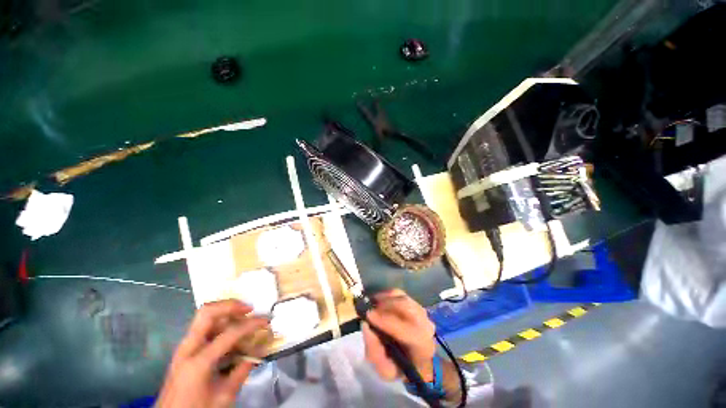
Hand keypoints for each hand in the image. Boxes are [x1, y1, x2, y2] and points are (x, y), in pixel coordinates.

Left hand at [158, 300, 269, 407]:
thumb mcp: (224, 397)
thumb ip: (242, 371)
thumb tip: (260, 351)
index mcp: (198, 362)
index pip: (230, 333)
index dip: (251, 324)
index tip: (266, 321)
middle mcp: (188, 349)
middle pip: (207, 312)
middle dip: (231, 305)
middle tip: (248, 309)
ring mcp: (183, 348)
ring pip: (204, 317)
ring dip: (225, 312)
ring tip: (242, 317)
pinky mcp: (184, 350)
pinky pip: (202, 328)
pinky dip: (219, 323)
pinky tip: (230, 332)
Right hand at [362, 289, 436, 381]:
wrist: (418, 360)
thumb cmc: (401, 367)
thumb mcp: (386, 371)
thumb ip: (375, 352)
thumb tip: (366, 326)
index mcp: (421, 346)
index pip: (404, 329)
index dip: (384, 320)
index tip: (367, 316)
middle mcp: (425, 325)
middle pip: (404, 307)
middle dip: (383, 306)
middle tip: (368, 310)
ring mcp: (422, 312)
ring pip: (401, 298)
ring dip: (384, 300)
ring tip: (372, 306)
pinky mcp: (416, 303)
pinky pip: (400, 294)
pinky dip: (387, 295)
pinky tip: (379, 301)